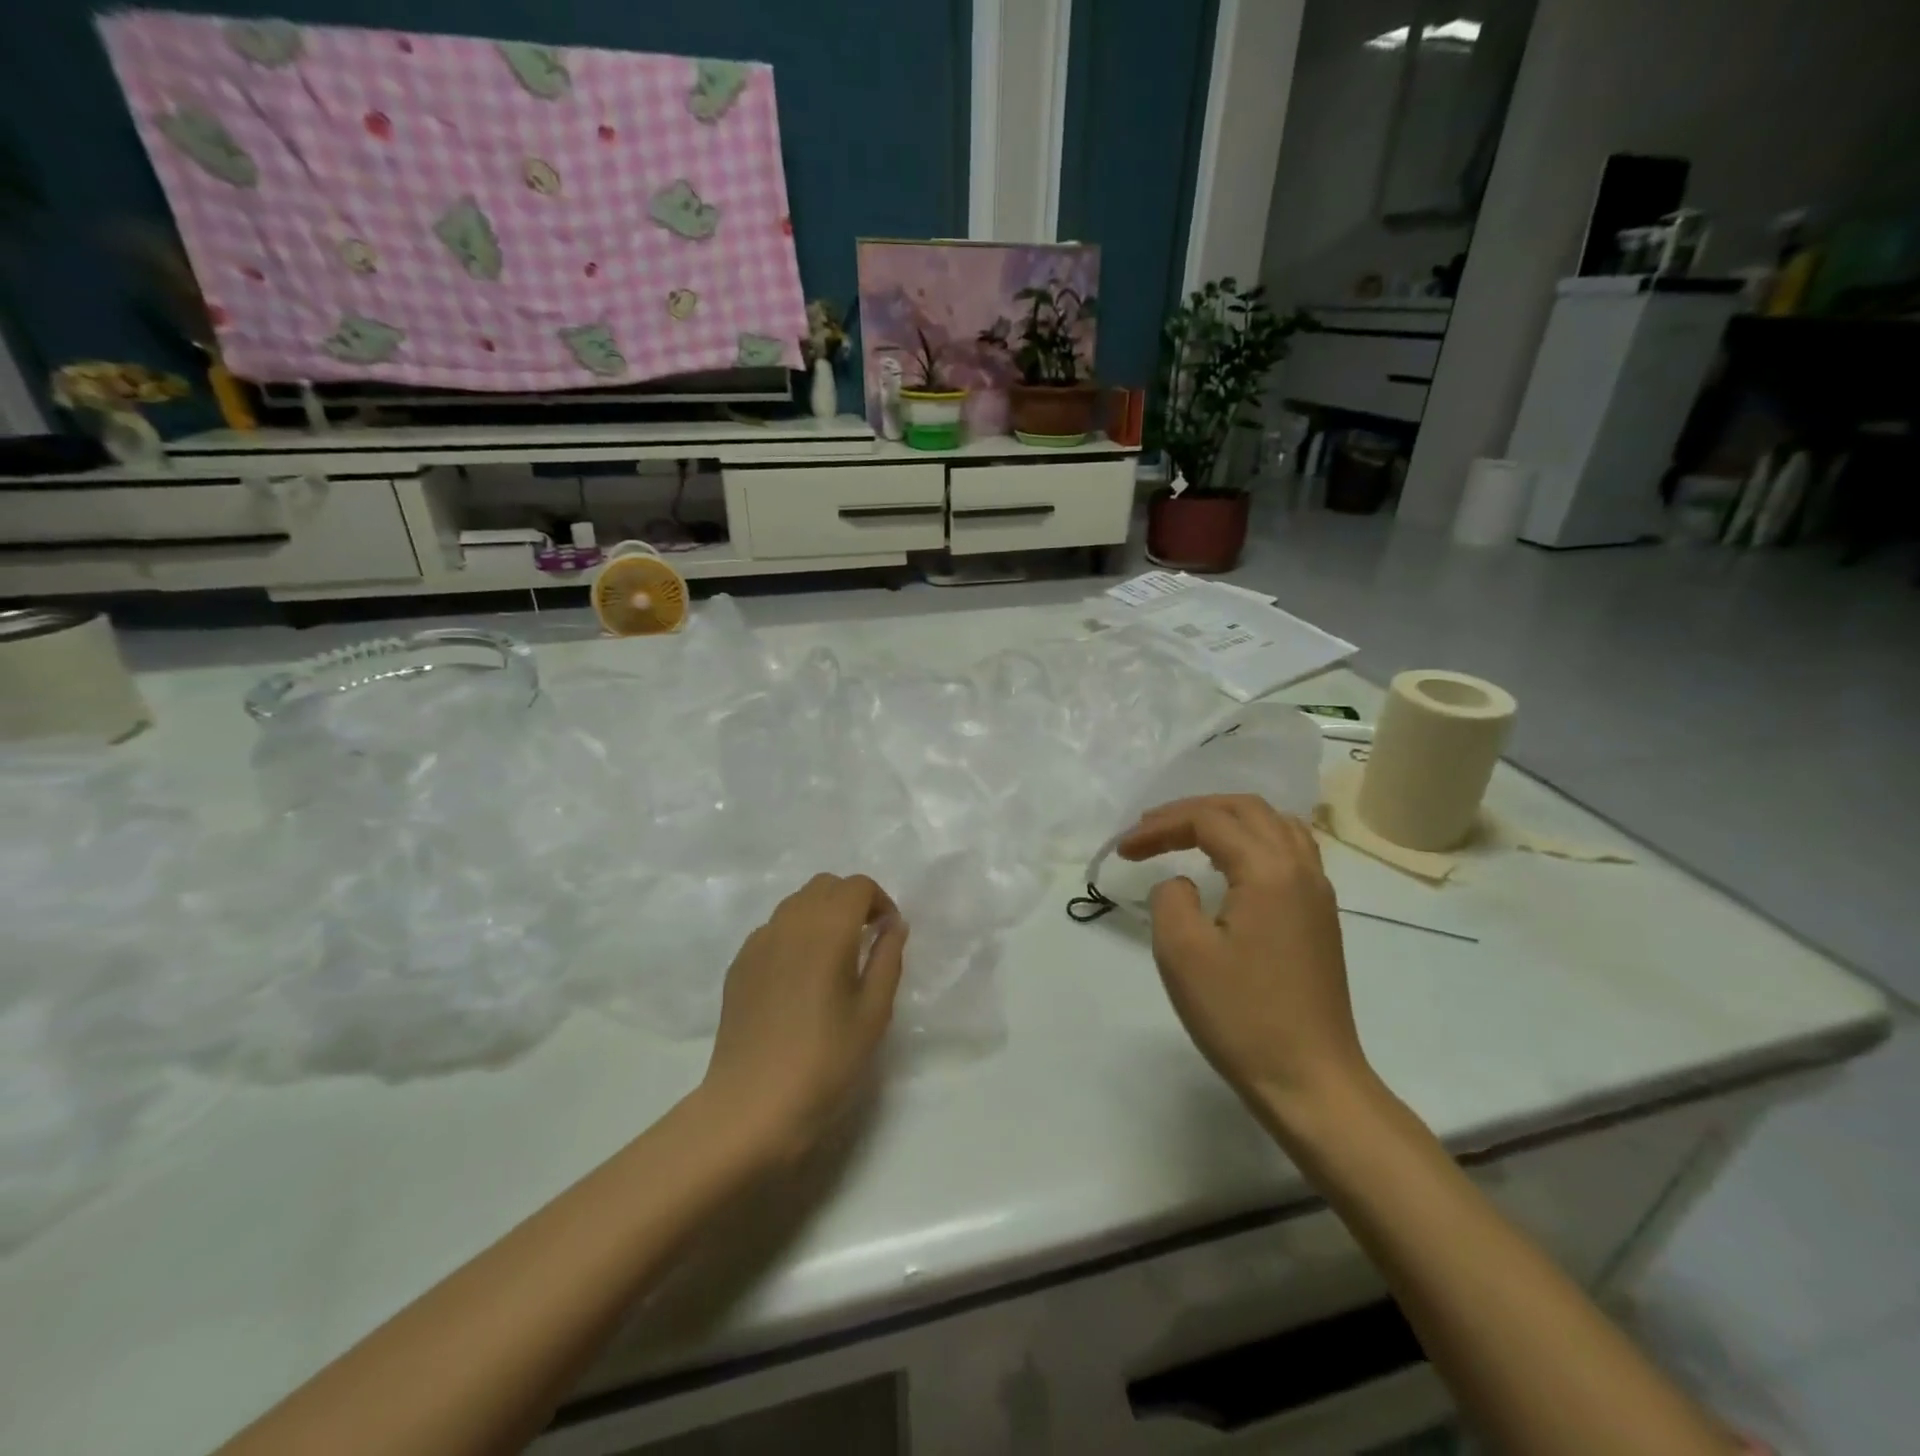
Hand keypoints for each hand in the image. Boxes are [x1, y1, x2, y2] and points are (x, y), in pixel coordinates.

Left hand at [698, 873, 907, 1161]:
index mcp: (827, 929)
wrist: (752, 1106)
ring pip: (795, 904)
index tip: (887, 934)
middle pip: (824, 886)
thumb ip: (887, 959)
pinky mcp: (738, 965)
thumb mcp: (873, 1013)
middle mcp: (789, 923)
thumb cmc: (825, 1061)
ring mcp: (758, 942)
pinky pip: (773, 930)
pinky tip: (799, 978)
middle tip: (865, 940)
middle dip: (850, 901)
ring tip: (833, 958)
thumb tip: (893, 925)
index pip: (856, 886)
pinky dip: (794, 935)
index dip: (879, 901)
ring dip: (821, 914)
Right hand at [1117, 796, 1371, 1126]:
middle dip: (1191, 812)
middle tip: (1149, 831)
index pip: (1208, 821)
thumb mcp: (1182, 952)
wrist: (1310, 1081)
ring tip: (1188, 836)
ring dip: (1226, 819)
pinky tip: (1231, 864)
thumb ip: (1170, 897)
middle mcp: (1300, 868)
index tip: (1122, 850)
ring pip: (1273, 824)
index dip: (1159, 827)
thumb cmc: (1241, 1016)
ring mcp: (1318, 892)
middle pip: (1244, 808)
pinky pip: (1289, 850)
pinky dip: (1253, 839)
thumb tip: (1182, 883)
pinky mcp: (1320, 916)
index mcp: (1268, 870)